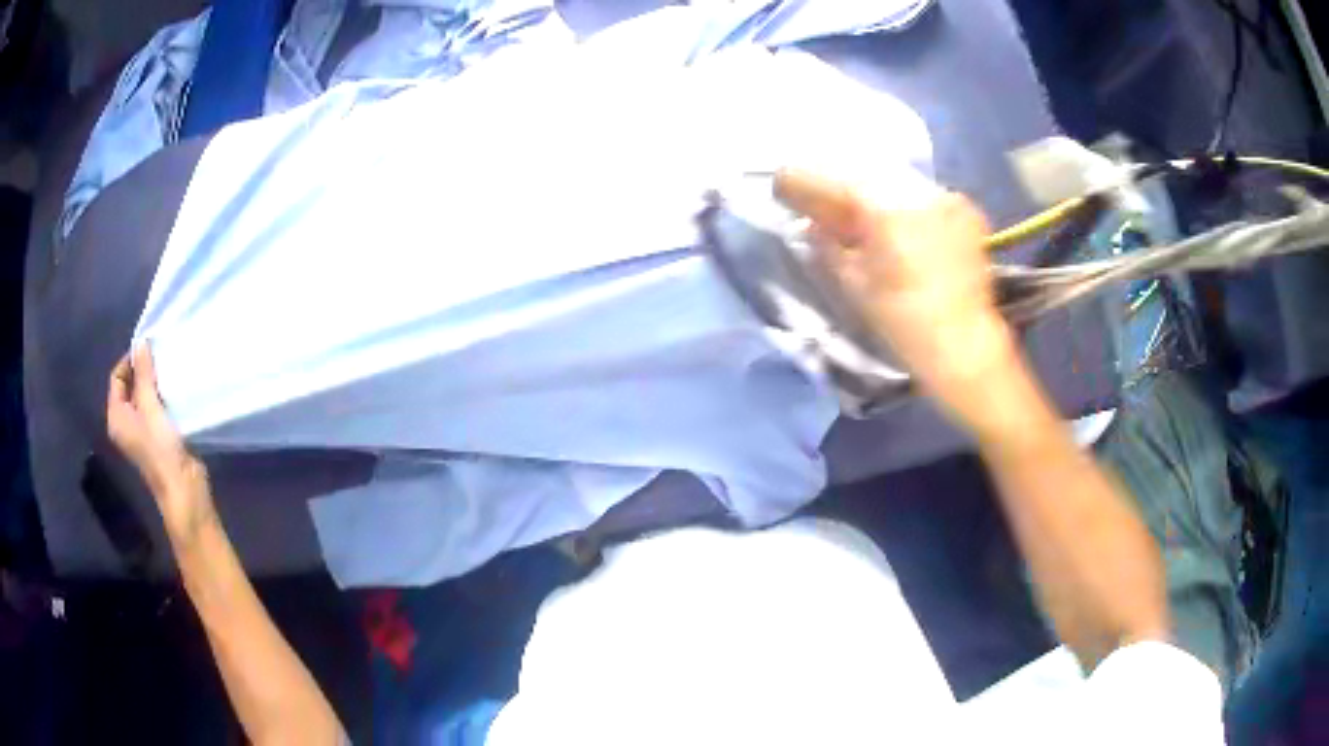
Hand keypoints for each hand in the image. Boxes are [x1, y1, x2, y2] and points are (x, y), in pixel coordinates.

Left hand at [107, 346, 212, 537]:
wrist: (183, 488)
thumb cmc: (161, 448)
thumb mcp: (150, 406)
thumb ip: (143, 374)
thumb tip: (140, 343)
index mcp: (116, 417)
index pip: (116, 377)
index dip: (130, 361)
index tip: (149, 350)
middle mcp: (125, 423)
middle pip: (129, 386)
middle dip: (143, 370)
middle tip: (160, 359)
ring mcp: (141, 432)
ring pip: (143, 397)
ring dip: (154, 383)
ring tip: (168, 373)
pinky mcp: (157, 437)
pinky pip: (154, 408)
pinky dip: (161, 397)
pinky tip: (174, 392)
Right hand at [774, 169, 1018, 424]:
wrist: (965, 345)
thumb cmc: (902, 321)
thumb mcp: (853, 283)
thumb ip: (826, 244)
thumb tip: (812, 224)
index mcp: (881, 205)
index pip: (829, 178)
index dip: (799, 181)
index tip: (781, 186)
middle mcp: (913, 188)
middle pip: (861, 172)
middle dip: (837, 185)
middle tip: (820, 202)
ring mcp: (943, 195)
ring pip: (893, 180)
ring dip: (872, 193)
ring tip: (861, 213)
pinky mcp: (964, 208)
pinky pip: (921, 194)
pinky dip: (903, 204)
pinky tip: (899, 225)